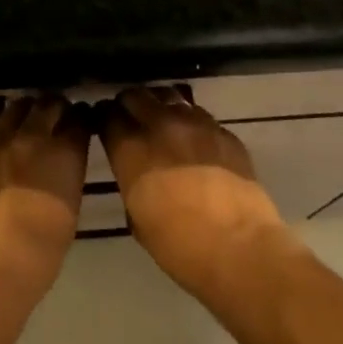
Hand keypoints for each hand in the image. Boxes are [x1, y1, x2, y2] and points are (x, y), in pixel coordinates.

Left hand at [0, 95, 90, 323]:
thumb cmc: (37, 256)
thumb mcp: (68, 213)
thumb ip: (67, 177)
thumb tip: (63, 162)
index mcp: (64, 155)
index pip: (79, 119)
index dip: (82, 118)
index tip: (82, 122)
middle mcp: (32, 138)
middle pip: (48, 104)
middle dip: (57, 107)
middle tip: (58, 116)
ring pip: (17, 106)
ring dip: (28, 110)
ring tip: (30, 121)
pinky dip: (3, 125)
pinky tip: (4, 137)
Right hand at [97, 86, 293, 301]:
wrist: (240, 248)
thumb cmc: (179, 246)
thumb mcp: (137, 218)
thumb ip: (131, 181)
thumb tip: (135, 172)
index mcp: (131, 148)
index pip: (107, 115)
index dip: (103, 118)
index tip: (104, 124)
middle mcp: (160, 125)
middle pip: (136, 95)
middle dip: (129, 104)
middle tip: (131, 118)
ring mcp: (196, 123)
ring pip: (169, 95)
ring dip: (160, 105)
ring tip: (162, 120)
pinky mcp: (224, 131)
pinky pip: (200, 115)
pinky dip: (191, 121)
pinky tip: (195, 140)